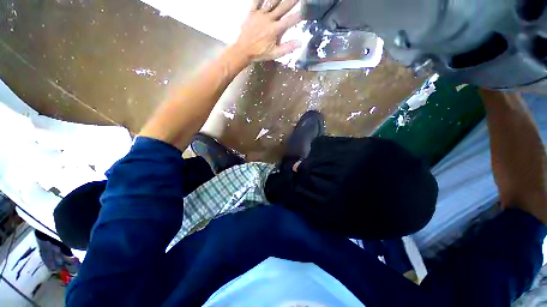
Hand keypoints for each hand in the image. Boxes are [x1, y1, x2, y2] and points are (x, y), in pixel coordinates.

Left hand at [233, 0, 301, 61]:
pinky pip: (257, 0)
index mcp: (275, 30)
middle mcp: (269, 19)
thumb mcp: (274, 54)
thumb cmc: (259, 53)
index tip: (306, 10)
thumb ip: (287, 48)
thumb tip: (300, 42)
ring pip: (272, 1)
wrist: (243, 50)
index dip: (299, 15)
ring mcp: (260, 14)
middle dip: (292, 1)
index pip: (290, 20)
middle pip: (283, 7)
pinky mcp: (252, 11)